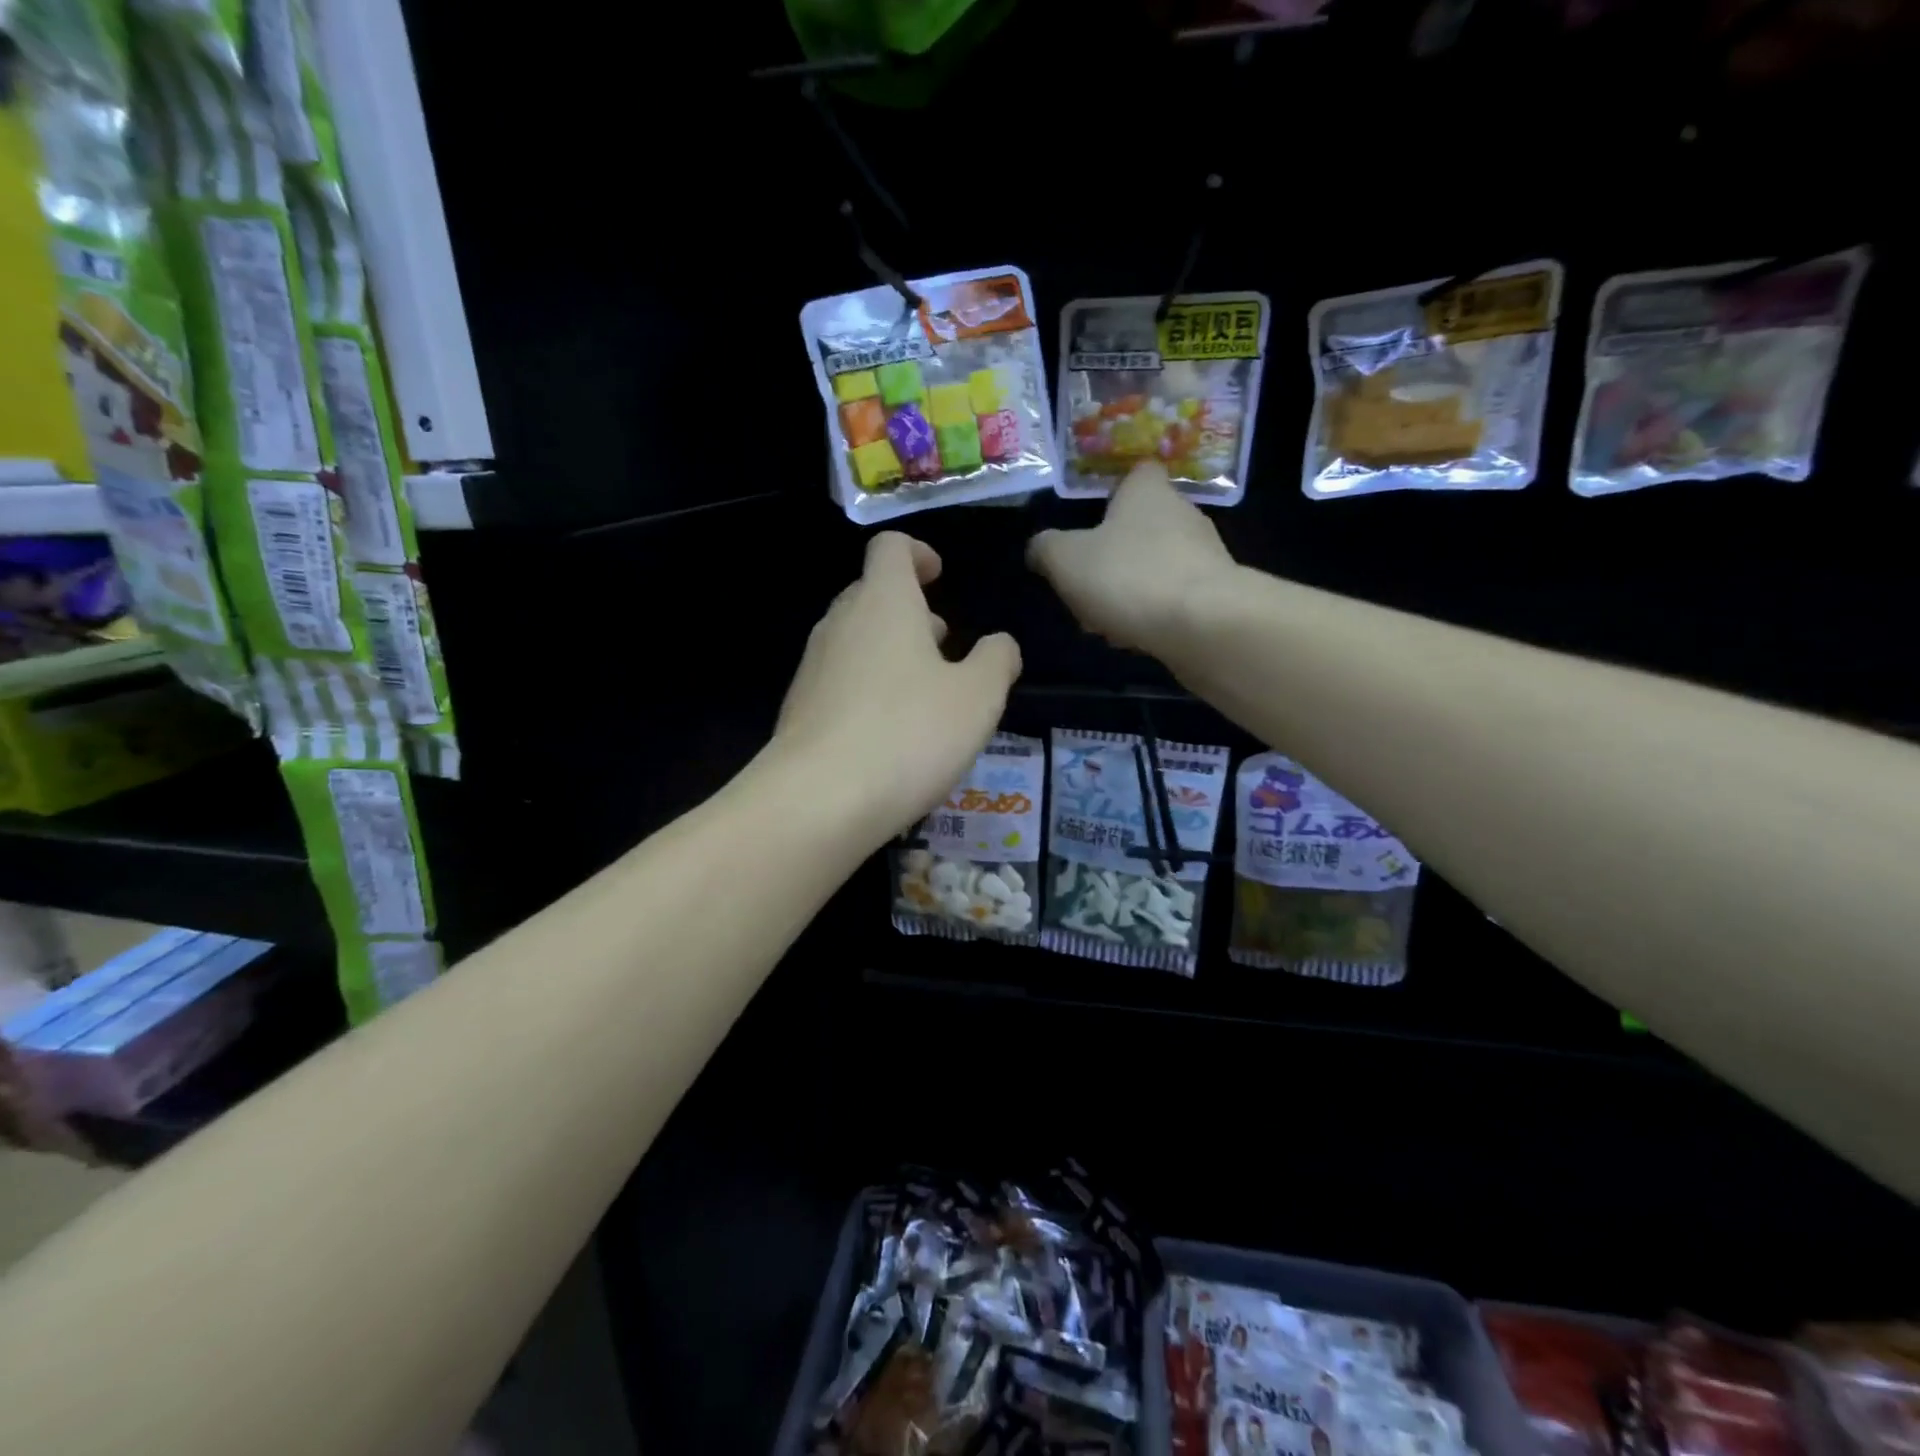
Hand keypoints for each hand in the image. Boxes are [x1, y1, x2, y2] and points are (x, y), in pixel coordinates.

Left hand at [774, 532, 1021, 841]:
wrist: (818, 800)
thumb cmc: (909, 734)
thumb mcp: (978, 698)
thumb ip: (997, 660)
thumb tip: (1000, 644)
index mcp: (883, 602)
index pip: (891, 548)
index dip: (918, 553)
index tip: (940, 577)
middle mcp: (840, 623)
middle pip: (871, 593)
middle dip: (910, 610)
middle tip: (944, 643)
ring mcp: (813, 667)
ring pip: (855, 640)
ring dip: (891, 651)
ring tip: (925, 693)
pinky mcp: (800, 709)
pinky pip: (840, 681)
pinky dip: (869, 689)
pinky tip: (891, 734)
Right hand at [1027, 460, 1235, 654]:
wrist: (1204, 625)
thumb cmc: (1129, 576)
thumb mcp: (1065, 559)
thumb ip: (1046, 548)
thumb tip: (1039, 548)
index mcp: (1148, 492)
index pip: (1137, 473)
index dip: (1114, 491)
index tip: (1093, 519)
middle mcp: (1183, 513)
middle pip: (1143, 525)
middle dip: (1114, 555)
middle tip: (1086, 585)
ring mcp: (1205, 555)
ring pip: (1157, 565)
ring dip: (1130, 589)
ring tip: (1105, 623)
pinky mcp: (1216, 594)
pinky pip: (1174, 597)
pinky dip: (1153, 613)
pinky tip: (1136, 638)